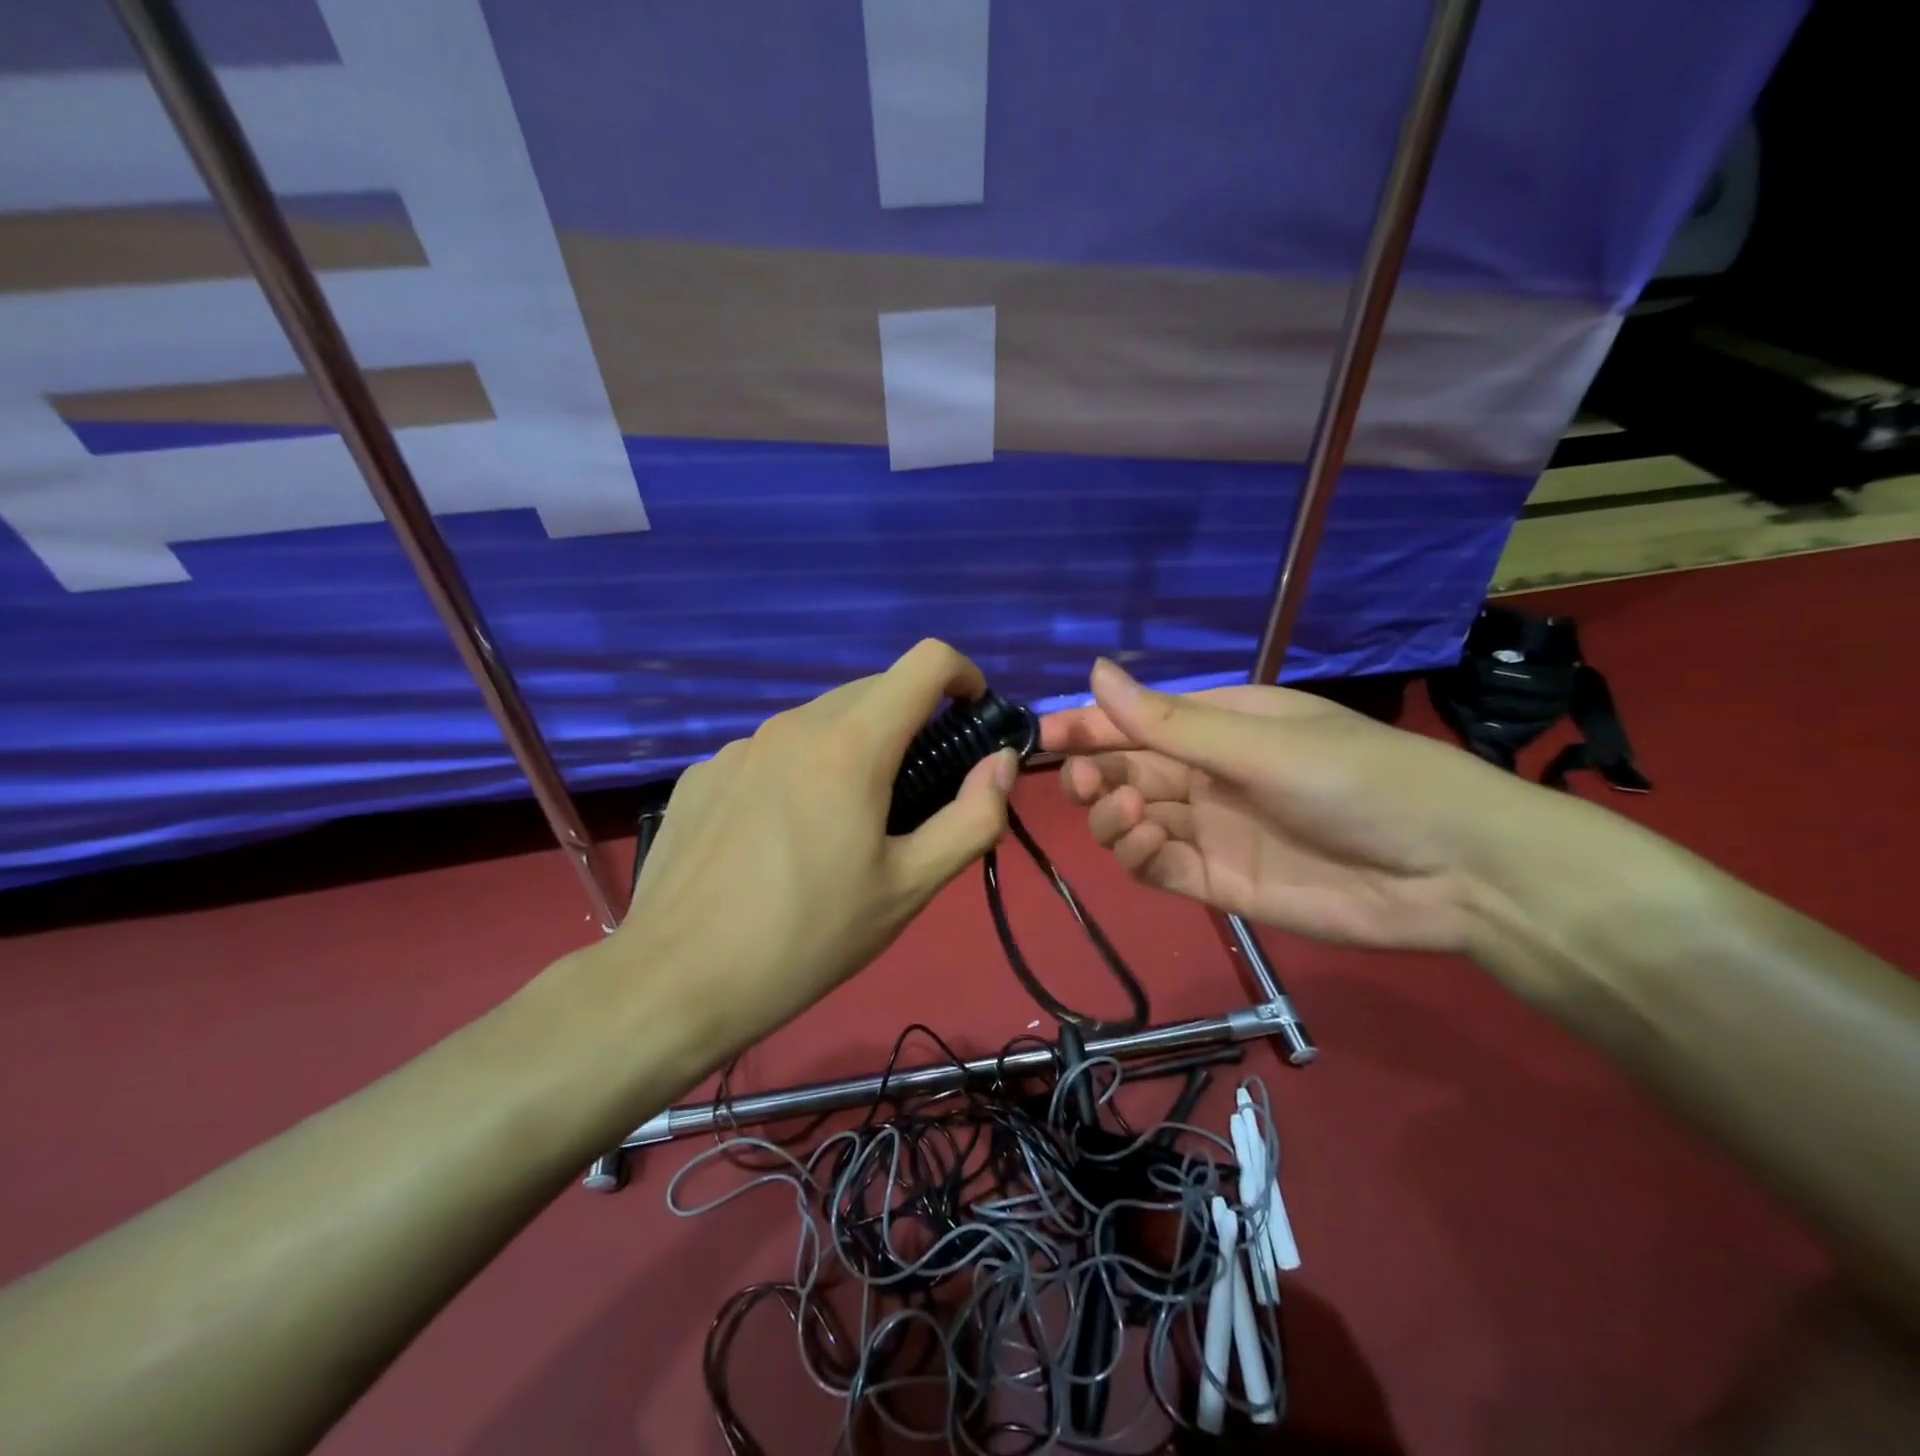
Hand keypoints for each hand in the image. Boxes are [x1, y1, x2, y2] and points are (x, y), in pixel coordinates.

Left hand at [611, 640, 1017, 1062]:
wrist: (675, 982)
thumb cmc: (807, 938)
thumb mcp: (908, 888)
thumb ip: (971, 818)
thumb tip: (999, 762)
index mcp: (850, 746)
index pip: (925, 663)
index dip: (963, 676)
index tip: (972, 717)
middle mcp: (792, 726)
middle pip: (872, 691)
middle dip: (910, 722)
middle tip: (916, 793)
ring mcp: (738, 747)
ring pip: (818, 722)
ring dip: (852, 748)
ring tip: (843, 824)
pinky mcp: (703, 773)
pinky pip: (770, 753)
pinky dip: (798, 772)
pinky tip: (778, 839)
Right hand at [1042, 659, 1552, 952]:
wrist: (1452, 870)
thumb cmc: (1360, 780)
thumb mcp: (1260, 743)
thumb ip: (1170, 722)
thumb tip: (1094, 671)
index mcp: (1222, 725)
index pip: (1137, 721)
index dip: (1088, 725)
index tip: (1042, 735)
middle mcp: (1209, 775)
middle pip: (1127, 770)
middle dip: (1093, 773)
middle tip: (1079, 782)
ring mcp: (1212, 830)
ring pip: (1133, 819)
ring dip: (1112, 814)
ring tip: (1127, 810)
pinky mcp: (1219, 882)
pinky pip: (1158, 865)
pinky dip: (1139, 854)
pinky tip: (1149, 840)